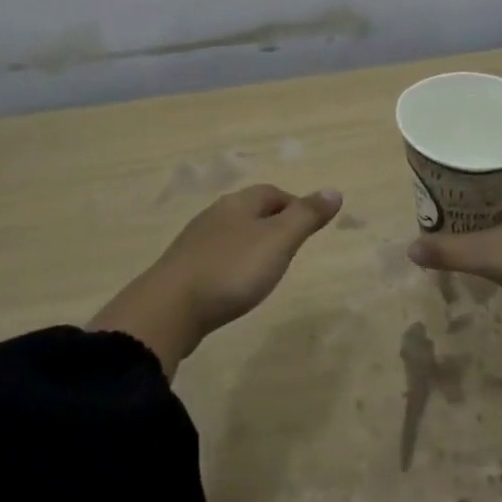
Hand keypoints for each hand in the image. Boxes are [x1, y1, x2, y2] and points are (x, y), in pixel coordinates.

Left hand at [149, 184, 342, 333]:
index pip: (271, 192)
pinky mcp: (182, 272)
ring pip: (231, 234)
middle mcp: (214, 216)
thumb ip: (306, 216)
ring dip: (251, 245)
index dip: (294, 204)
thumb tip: (334, 190)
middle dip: (273, 223)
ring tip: (266, 268)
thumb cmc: (231, 270)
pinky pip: (215, 259)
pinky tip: (234, 286)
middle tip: (292, 247)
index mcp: (238, 204)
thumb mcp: (278, 241)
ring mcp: (194, 244)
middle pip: (250, 211)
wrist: (167, 310)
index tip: (310, 226)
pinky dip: (232, 266)